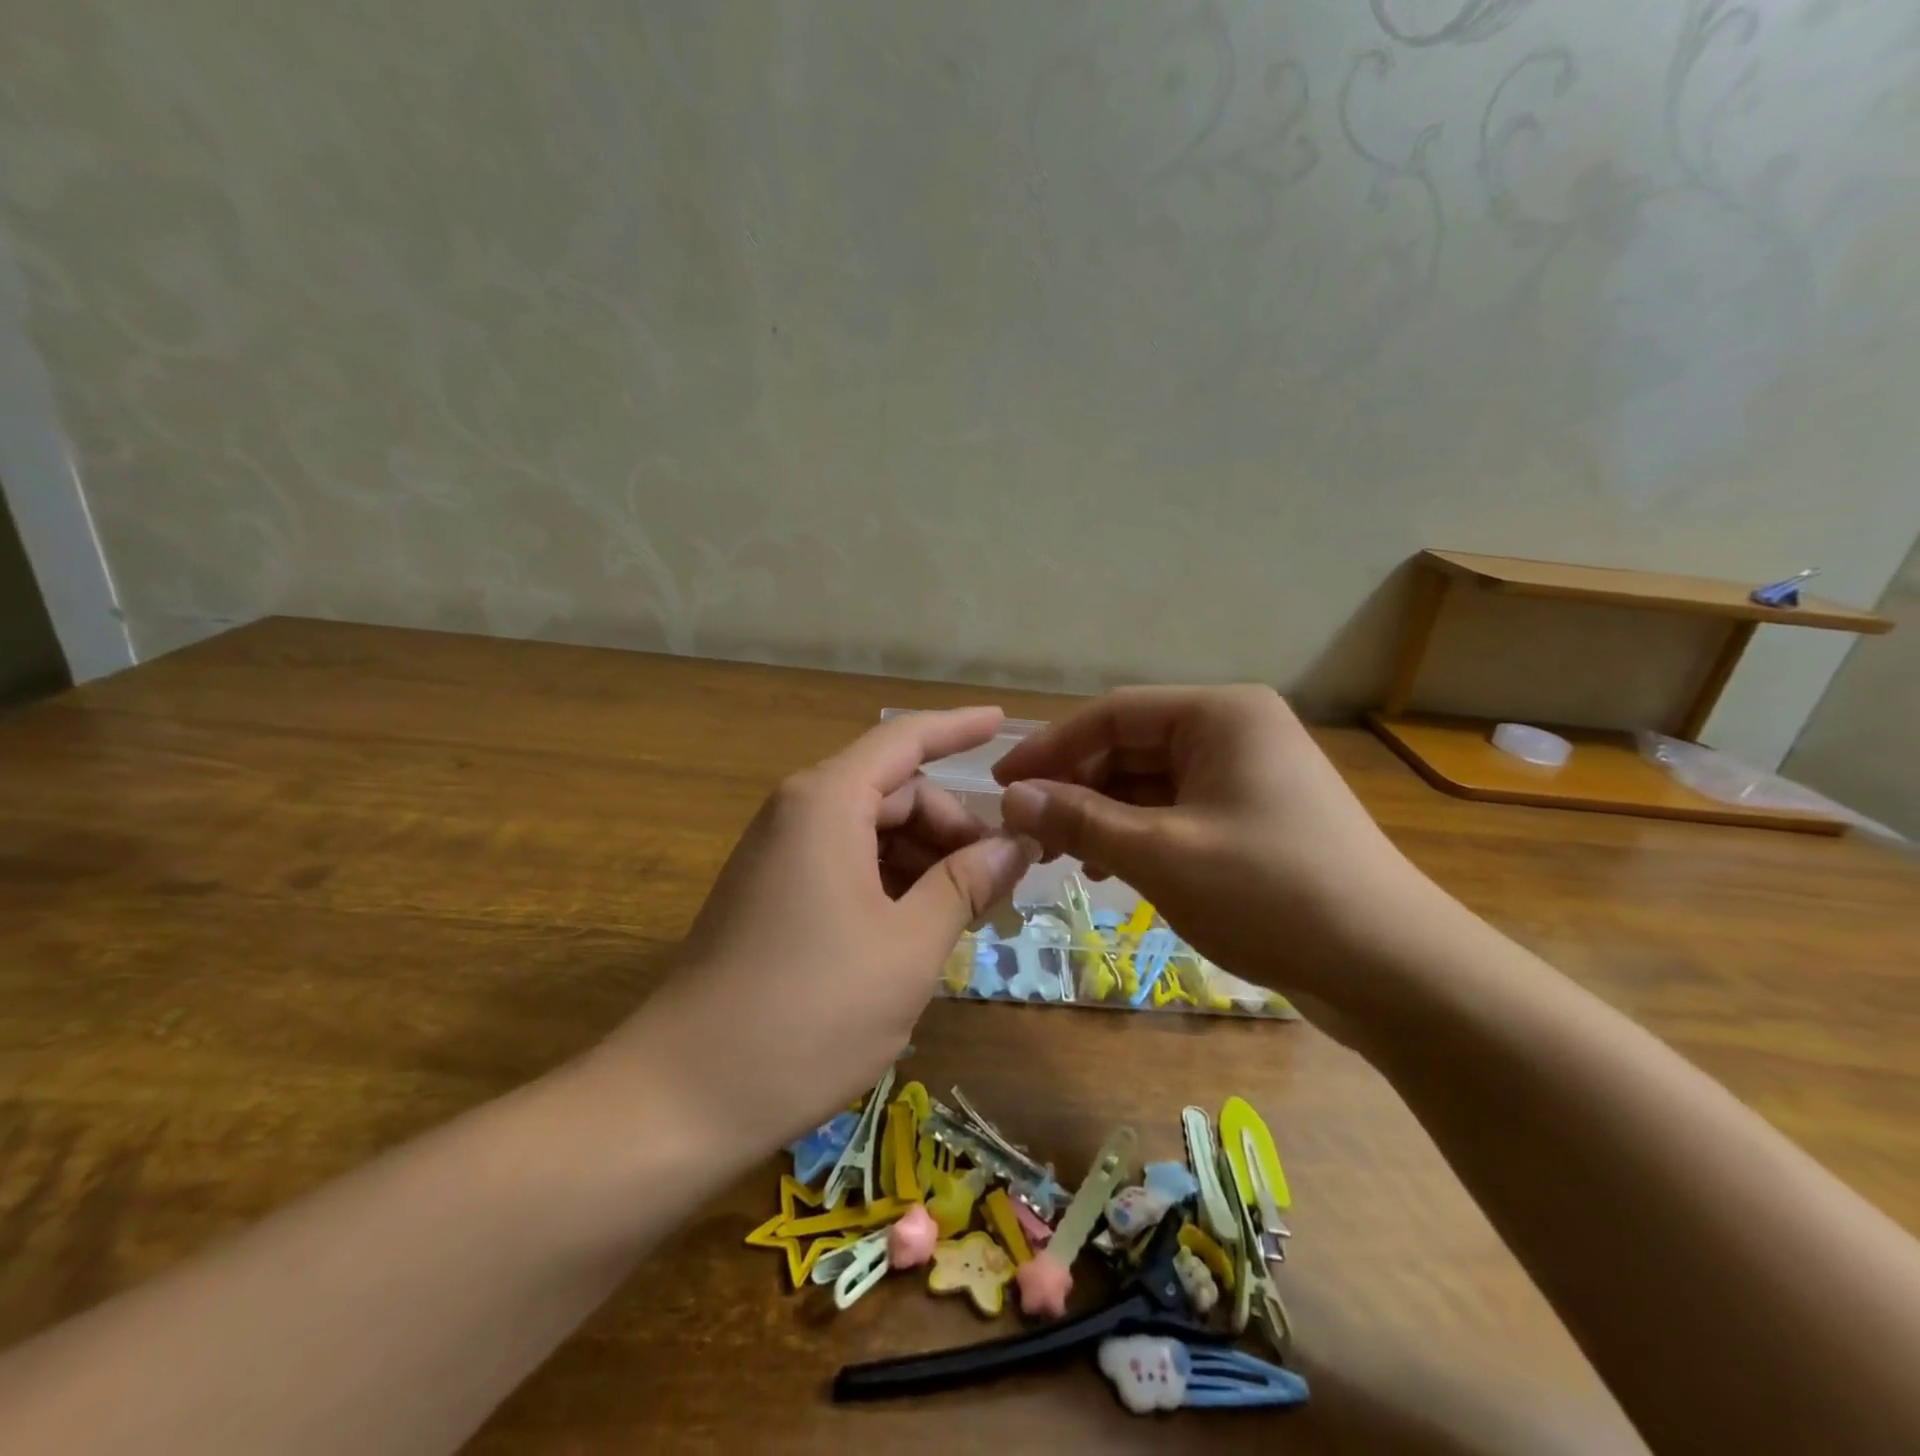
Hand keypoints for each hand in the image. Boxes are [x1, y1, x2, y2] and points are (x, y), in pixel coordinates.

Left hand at [612, 709, 1033, 1152]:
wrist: (684, 1095)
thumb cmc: (811, 1012)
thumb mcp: (909, 947)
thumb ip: (966, 883)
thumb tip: (1016, 844)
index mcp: (828, 802)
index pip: (906, 741)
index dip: (959, 728)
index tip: (1004, 721)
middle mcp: (799, 812)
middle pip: (896, 792)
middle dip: (954, 827)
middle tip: (1005, 880)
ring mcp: (781, 855)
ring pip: (874, 833)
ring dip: (927, 861)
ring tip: (972, 913)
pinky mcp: (773, 894)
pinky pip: (848, 865)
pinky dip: (893, 884)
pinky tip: (922, 929)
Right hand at [992, 686, 1444, 1016]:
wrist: (1393, 970)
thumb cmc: (1271, 893)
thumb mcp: (1161, 855)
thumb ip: (1080, 820)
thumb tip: (1012, 799)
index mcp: (1220, 715)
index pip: (1112, 715)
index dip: (1050, 749)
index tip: (1002, 787)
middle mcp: (1236, 731)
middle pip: (1131, 747)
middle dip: (1076, 788)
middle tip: (1027, 830)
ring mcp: (1249, 776)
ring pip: (1151, 784)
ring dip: (1103, 816)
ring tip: (1063, 856)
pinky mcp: (1255, 819)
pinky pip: (1178, 812)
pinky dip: (1138, 836)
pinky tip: (1111, 872)